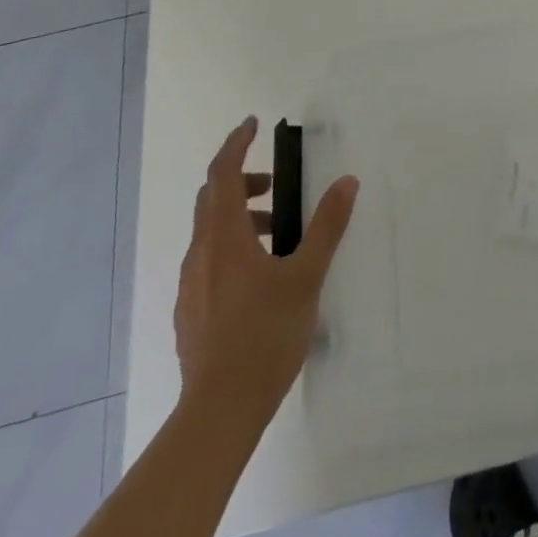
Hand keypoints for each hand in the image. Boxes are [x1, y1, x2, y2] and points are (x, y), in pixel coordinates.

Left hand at [173, 117, 357, 423]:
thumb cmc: (265, 336)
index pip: (223, 173)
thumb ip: (327, 226)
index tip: (252, 124)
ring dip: (241, 218)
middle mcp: (201, 253)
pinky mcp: (190, 312)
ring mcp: (191, 285)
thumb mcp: (306, 276)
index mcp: (224, 237)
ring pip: (211, 233)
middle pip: (212, 199)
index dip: (235, 144)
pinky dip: (232, 248)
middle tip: (276, 185)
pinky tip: (259, 279)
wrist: (218, 413)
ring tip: (277, 235)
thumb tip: (347, 182)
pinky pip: (209, 261)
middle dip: (243, 182)